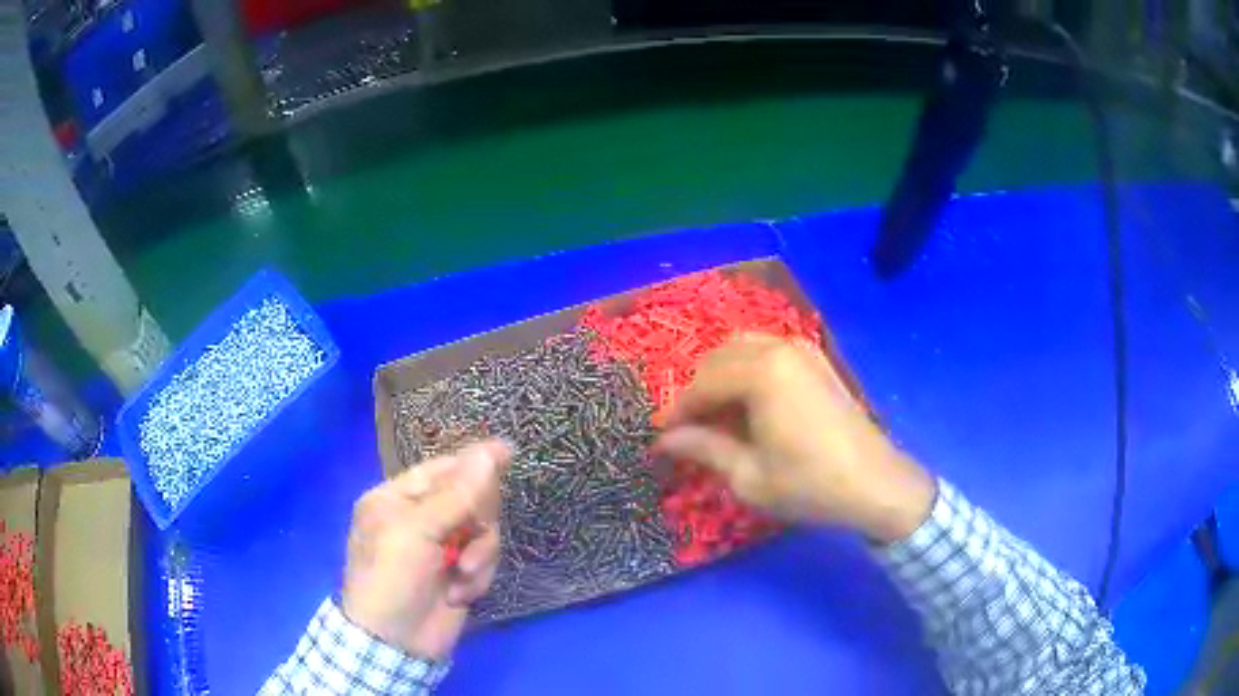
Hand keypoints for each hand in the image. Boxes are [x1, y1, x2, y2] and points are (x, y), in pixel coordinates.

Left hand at [342, 440, 509, 659]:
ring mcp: (440, 548)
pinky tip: (460, 593)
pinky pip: (485, 560)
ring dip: (479, 554)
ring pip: (483, 532)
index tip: (509, 452)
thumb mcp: (417, 531)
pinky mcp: (459, 574)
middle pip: (469, 498)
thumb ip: (457, 494)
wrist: (396, 643)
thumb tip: (492, 449)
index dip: (474, 461)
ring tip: (462, 574)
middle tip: (472, 534)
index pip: (441, 469)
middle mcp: (419, 518)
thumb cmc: (392, 577)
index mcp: (397, 499)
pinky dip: (477, 577)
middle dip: (476, 520)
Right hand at [654, 334, 934, 543]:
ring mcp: (802, 349)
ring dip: (721, 377)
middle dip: (697, 392)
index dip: (677, 412)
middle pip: (718, 359)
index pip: (702, 384)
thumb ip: (703, 449)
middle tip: (688, 430)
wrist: (875, 484)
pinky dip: (747, 371)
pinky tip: (748, 405)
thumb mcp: (748, 476)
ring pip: (742, 349)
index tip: (661, 438)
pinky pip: (767, 352)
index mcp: (761, 373)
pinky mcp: (816, 359)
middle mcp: (779, 348)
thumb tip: (664, 441)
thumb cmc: (809, 485)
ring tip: (716, 418)